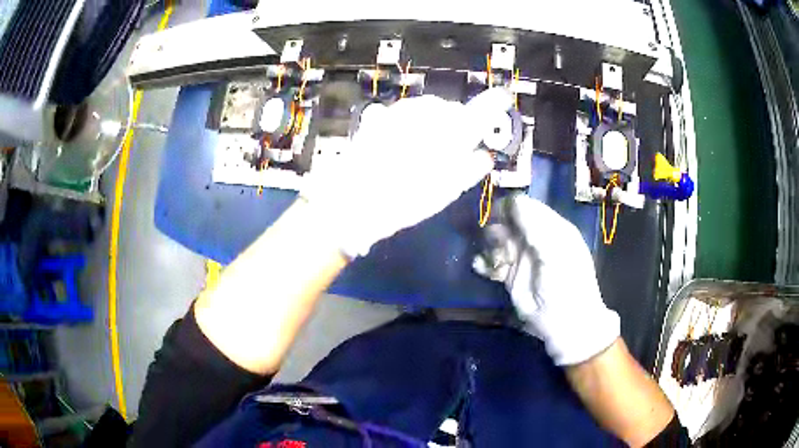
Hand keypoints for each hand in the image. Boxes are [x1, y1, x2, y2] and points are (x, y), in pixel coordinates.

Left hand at [301, 88, 512, 257]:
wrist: (355, 200)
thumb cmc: (407, 199)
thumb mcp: (447, 190)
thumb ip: (471, 167)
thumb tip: (484, 155)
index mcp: (450, 132)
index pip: (481, 111)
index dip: (494, 103)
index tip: (503, 96)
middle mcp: (427, 114)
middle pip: (450, 109)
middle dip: (453, 123)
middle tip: (450, 147)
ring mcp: (400, 111)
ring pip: (425, 109)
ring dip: (428, 121)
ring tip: (420, 148)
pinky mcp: (378, 117)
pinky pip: (400, 113)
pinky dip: (405, 122)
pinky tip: (398, 140)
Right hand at [475, 194, 619, 365]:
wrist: (565, 323)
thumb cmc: (565, 284)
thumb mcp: (554, 251)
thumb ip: (534, 225)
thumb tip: (512, 201)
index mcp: (551, 228)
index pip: (526, 206)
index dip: (509, 208)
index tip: (494, 215)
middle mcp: (535, 239)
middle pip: (508, 222)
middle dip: (497, 229)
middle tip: (496, 244)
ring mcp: (522, 258)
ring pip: (498, 241)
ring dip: (490, 247)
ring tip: (495, 262)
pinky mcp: (511, 277)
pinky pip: (492, 262)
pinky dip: (484, 263)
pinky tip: (482, 269)